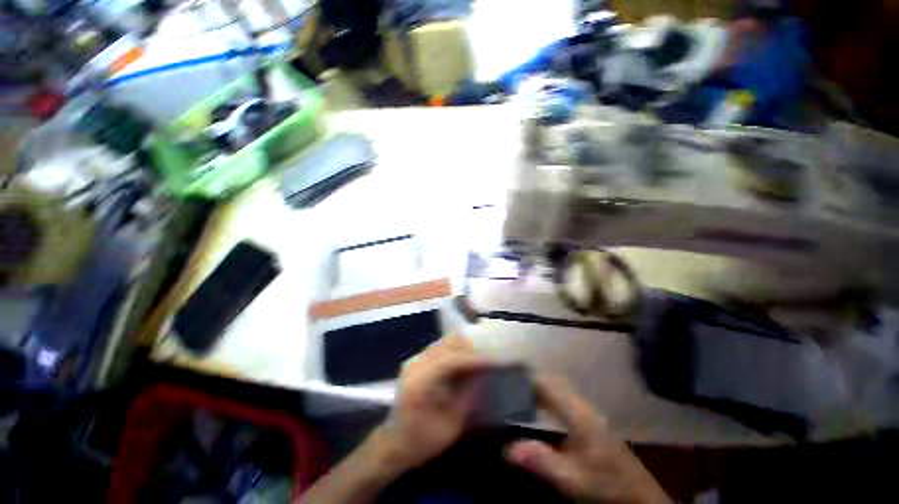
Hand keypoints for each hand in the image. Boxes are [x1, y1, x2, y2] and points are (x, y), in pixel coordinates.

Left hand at [375, 333, 489, 471]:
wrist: (394, 442)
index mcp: (421, 383)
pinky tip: (466, 357)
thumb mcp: (452, 424)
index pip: (451, 359)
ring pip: (444, 341)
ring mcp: (414, 359)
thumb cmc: (423, 440)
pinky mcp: (416, 359)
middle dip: (471, 347)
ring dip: (464, 346)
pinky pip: (440, 346)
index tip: (494, 359)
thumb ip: (468, 394)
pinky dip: (456, 349)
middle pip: (448, 344)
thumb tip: (485, 371)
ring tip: (482, 355)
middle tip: (490, 354)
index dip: (474, 357)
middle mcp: (415, 364)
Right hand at [505, 376, 670, 503]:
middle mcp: (583, 407)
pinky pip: (564, 401)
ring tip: (518, 395)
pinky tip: (539, 411)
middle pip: (553, 383)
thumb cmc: (606, 483)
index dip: (528, 378)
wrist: (638, 496)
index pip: (549, 384)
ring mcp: (588, 414)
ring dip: (540, 390)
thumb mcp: (572, 478)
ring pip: (559, 391)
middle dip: (531, 382)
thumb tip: (507, 448)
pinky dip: (548, 400)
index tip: (507, 377)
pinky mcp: (590, 423)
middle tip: (509, 387)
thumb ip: (541, 461)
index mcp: (579, 413)